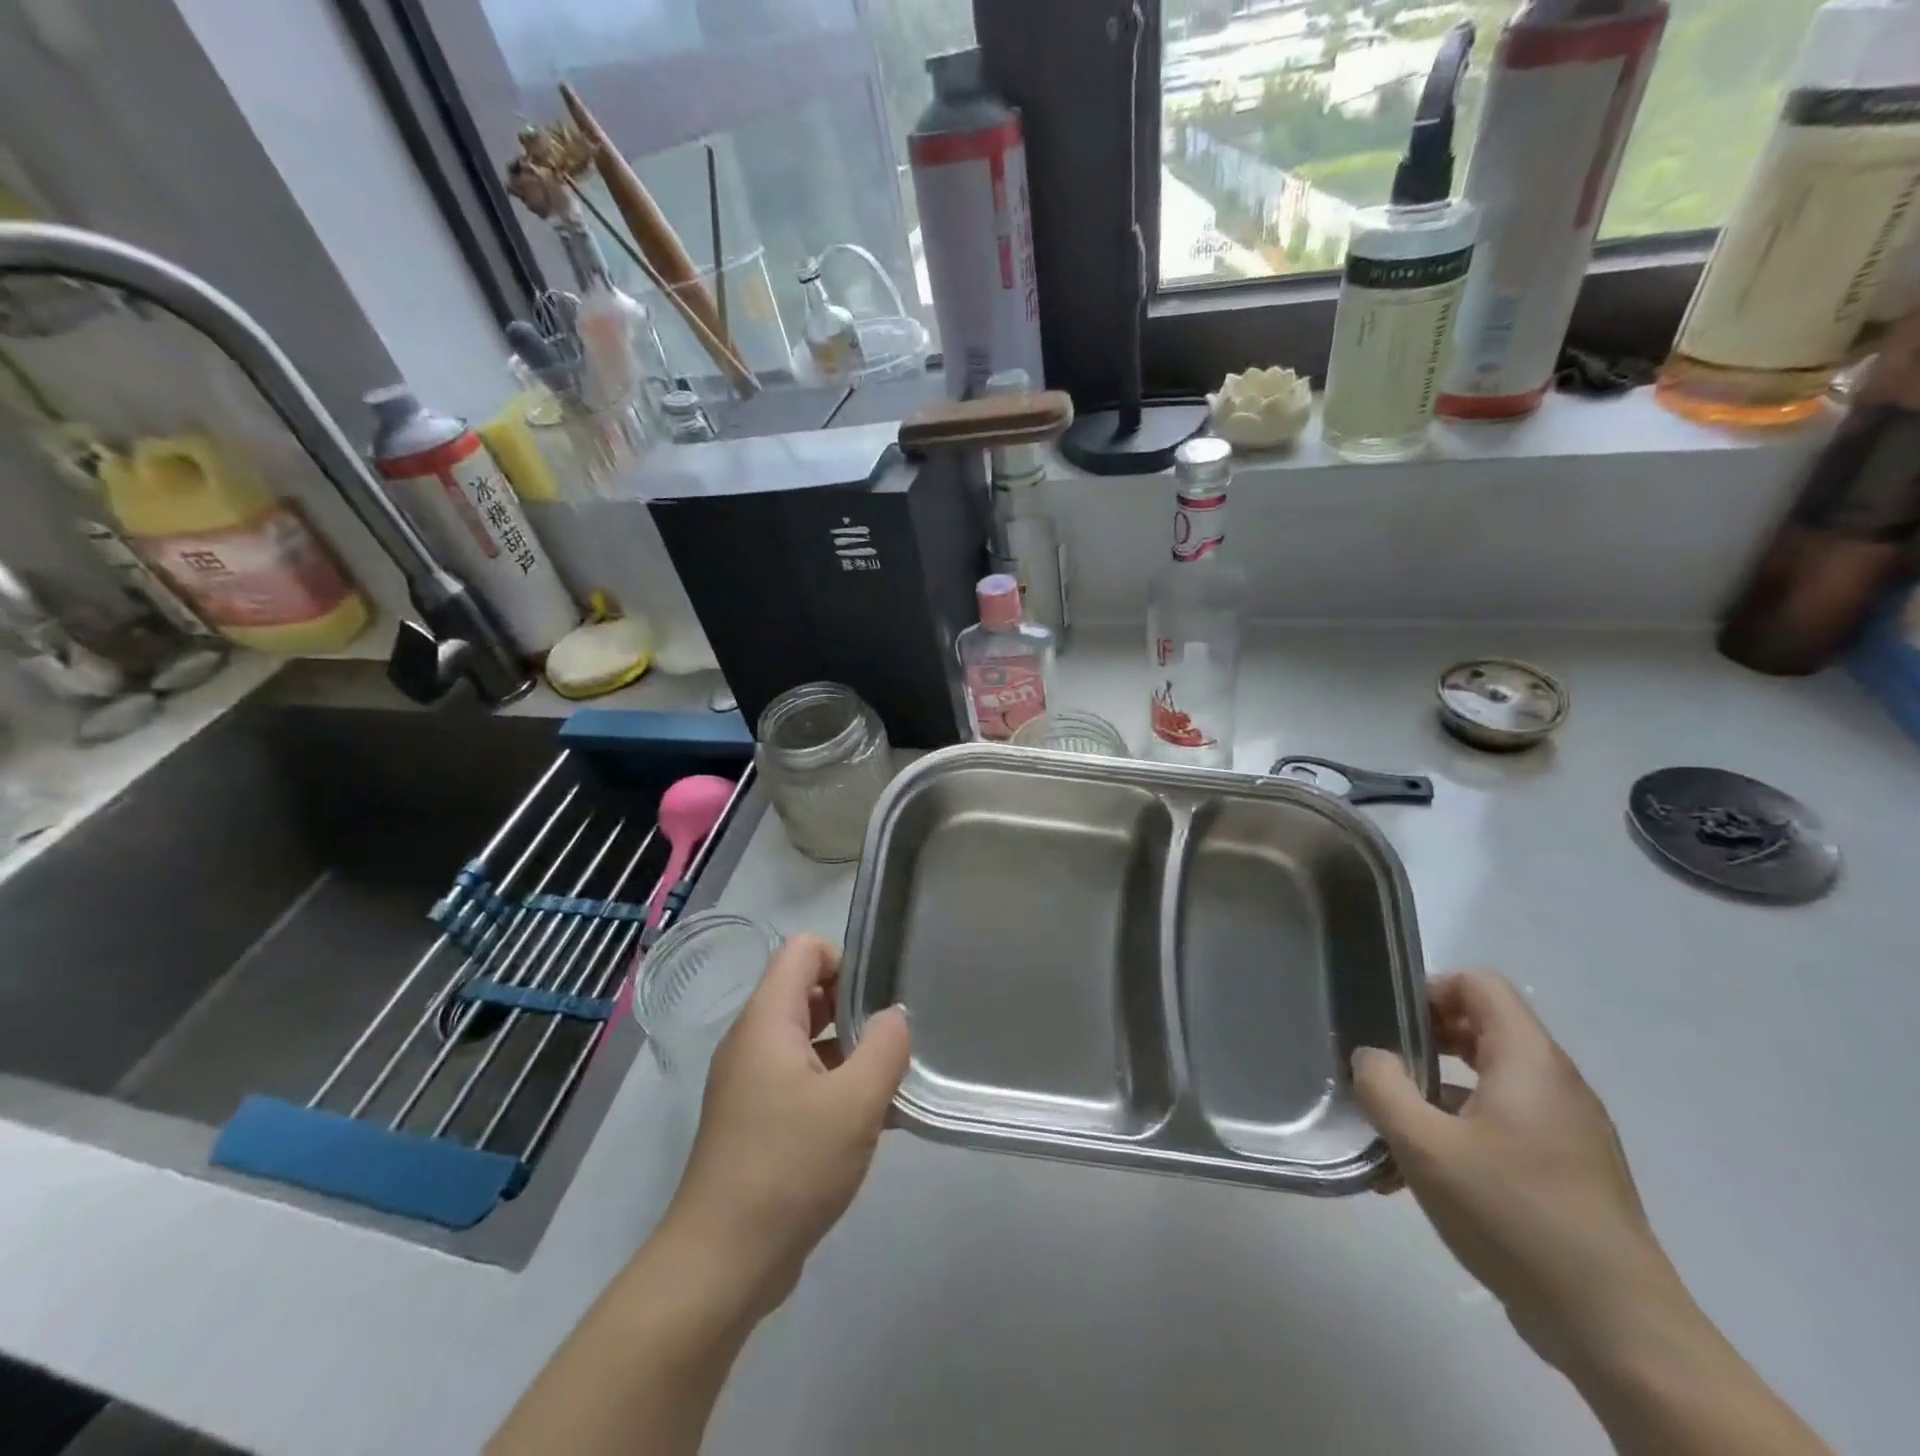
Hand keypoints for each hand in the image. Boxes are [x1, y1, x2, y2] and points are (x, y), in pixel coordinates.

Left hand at [661, 934, 910, 1320]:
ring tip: (889, 1083)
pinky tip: (870, 1122)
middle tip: (891, 1042)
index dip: (844, 959)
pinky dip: (834, 1086)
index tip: (877, 1000)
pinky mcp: (755, 1120)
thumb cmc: (789, 1168)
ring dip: (849, 1051)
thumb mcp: (855, 1103)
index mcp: (767, 1021)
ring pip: (807, 1040)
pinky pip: (800, 1080)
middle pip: (806, 991)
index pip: (802, 950)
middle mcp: (753, 1041)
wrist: (722, 1263)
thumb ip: (885, 1047)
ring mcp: (750, 1083)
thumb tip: (895, 1017)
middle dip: (853, 1007)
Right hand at [1352, 972, 1688, 1375]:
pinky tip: (1416, 1178)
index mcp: (1529, 1061)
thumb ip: (1383, 1086)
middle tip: (1382, 1071)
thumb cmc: (1514, 1215)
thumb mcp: (1424, 1145)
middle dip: (1423, 1043)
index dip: (1429, 991)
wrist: (1616, 1329)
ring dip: (1434, 1095)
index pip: (1479, 985)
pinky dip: (1459, 1134)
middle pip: (1482, 1030)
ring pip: (1487, 1084)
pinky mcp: (1567, 1172)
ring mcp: (1566, 1130)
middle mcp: (1555, 1084)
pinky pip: (1502, 1127)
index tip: (1389, 1025)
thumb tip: (1371, 1057)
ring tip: (1389, 1131)